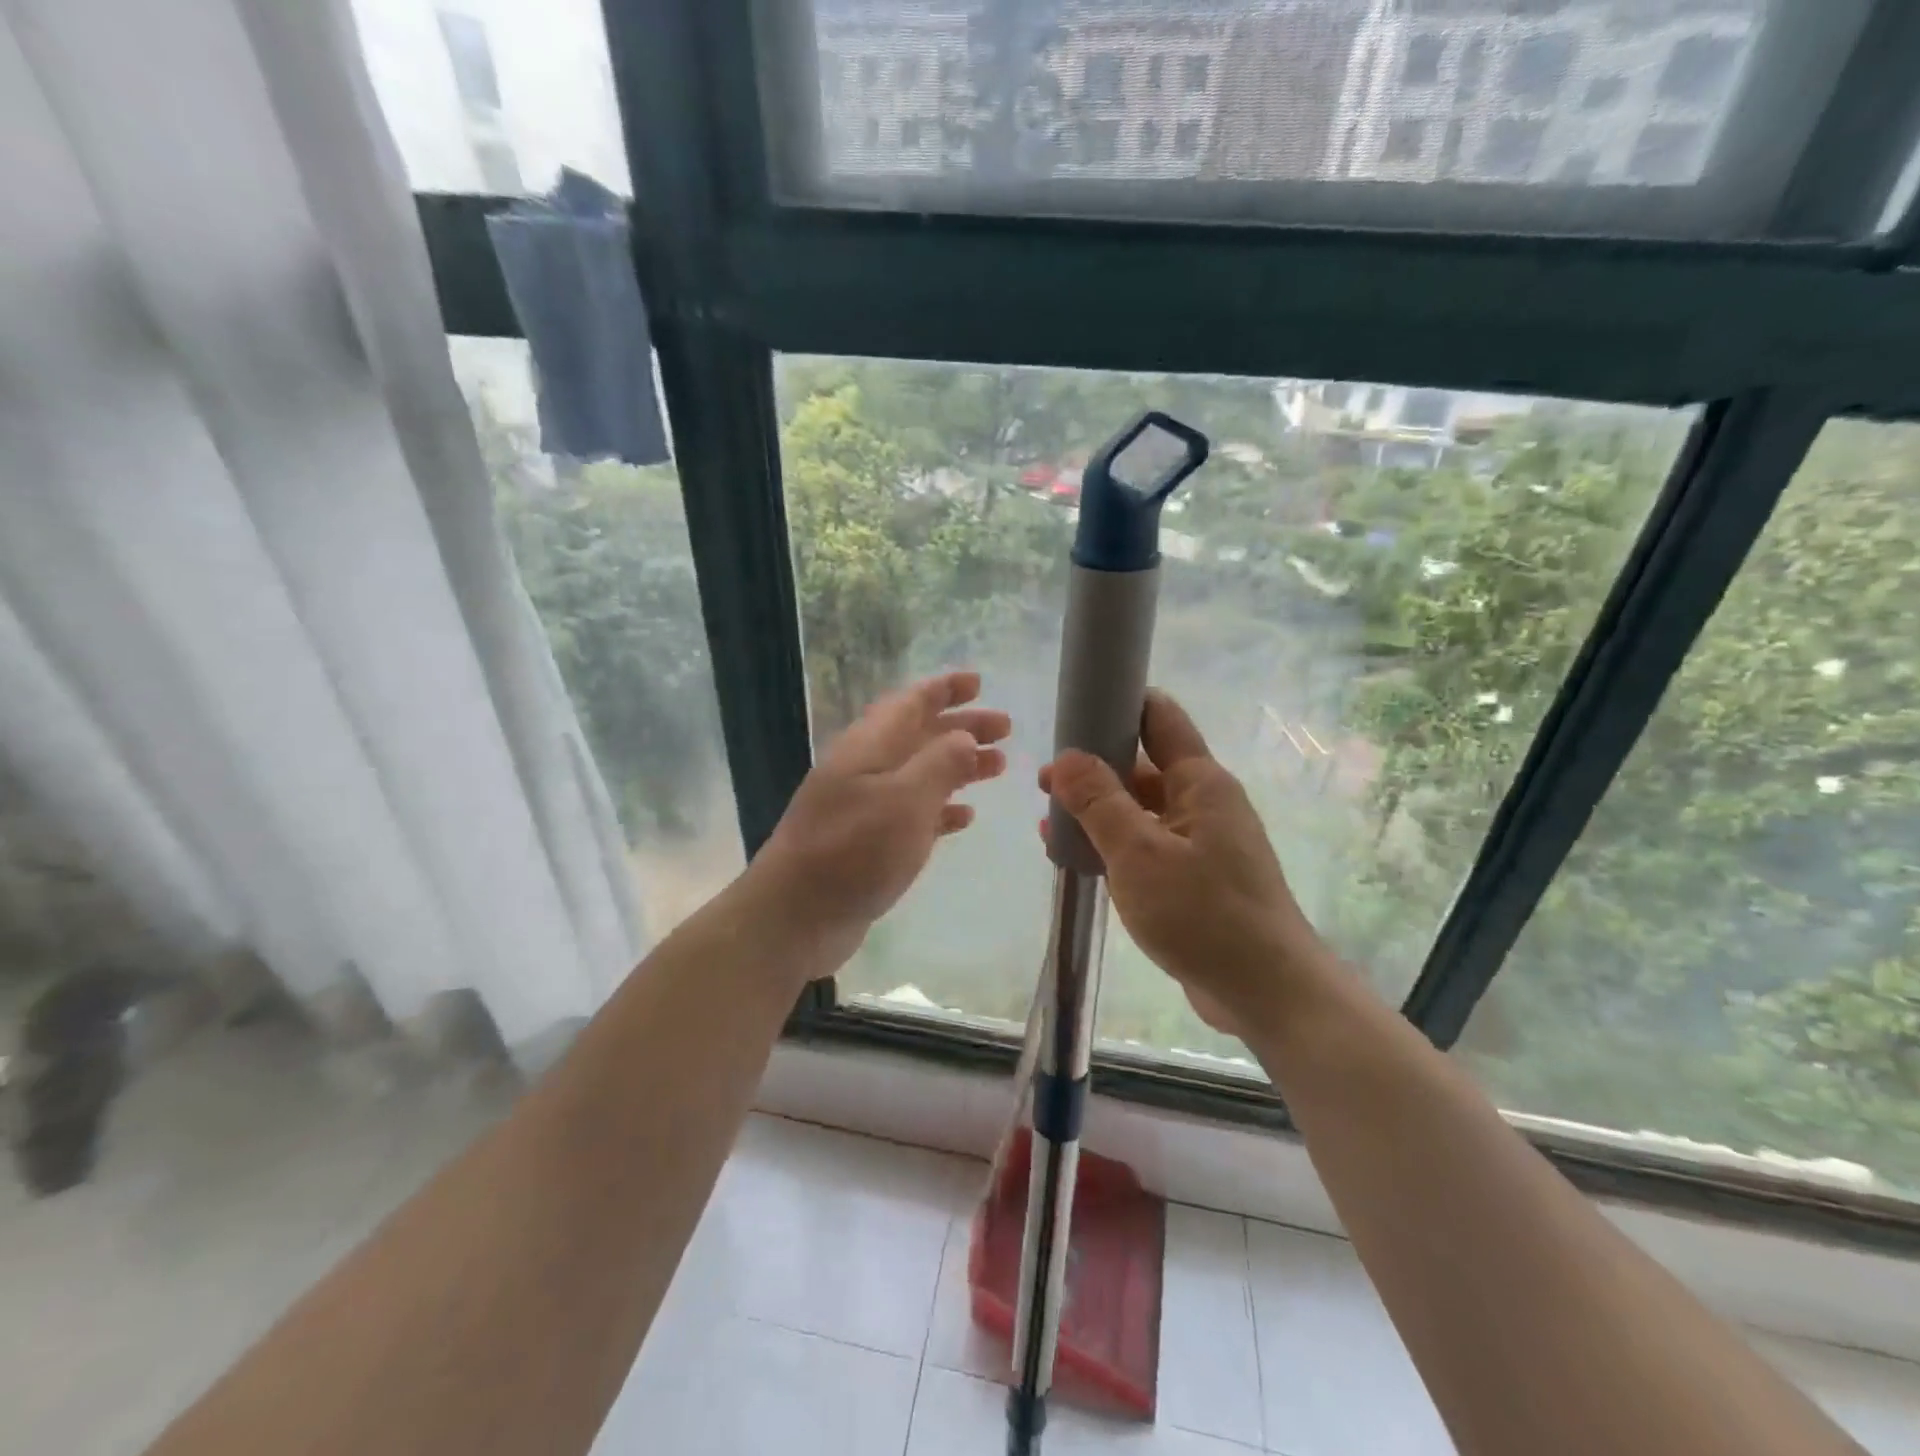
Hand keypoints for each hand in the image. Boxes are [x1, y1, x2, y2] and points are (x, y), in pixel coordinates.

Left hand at [748, 671, 1008, 979]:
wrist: (796, 916)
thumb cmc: (853, 851)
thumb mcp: (904, 801)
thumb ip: (939, 764)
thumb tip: (964, 736)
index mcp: (868, 747)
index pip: (910, 703)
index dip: (944, 689)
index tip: (979, 682)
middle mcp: (865, 769)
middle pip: (919, 735)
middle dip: (961, 727)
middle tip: (1005, 728)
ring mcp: (864, 806)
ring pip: (919, 773)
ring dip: (957, 766)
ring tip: (998, 767)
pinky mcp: (868, 843)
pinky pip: (912, 813)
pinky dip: (941, 808)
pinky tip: (965, 816)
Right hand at [1041, 689, 1329, 1037]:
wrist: (1266, 992)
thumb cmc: (1202, 913)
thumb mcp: (1138, 853)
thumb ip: (1099, 801)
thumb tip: (1066, 756)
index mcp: (1200, 782)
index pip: (1159, 719)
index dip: (1119, 704)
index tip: (1074, 708)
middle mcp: (1204, 803)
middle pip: (1144, 766)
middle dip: (1095, 767)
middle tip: (1044, 781)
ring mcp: (1202, 842)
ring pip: (1142, 810)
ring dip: (1099, 811)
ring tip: (1050, 819)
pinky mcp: (1196, 878)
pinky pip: (1147, 846)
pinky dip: (1114, 845)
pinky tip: (1076, 858)